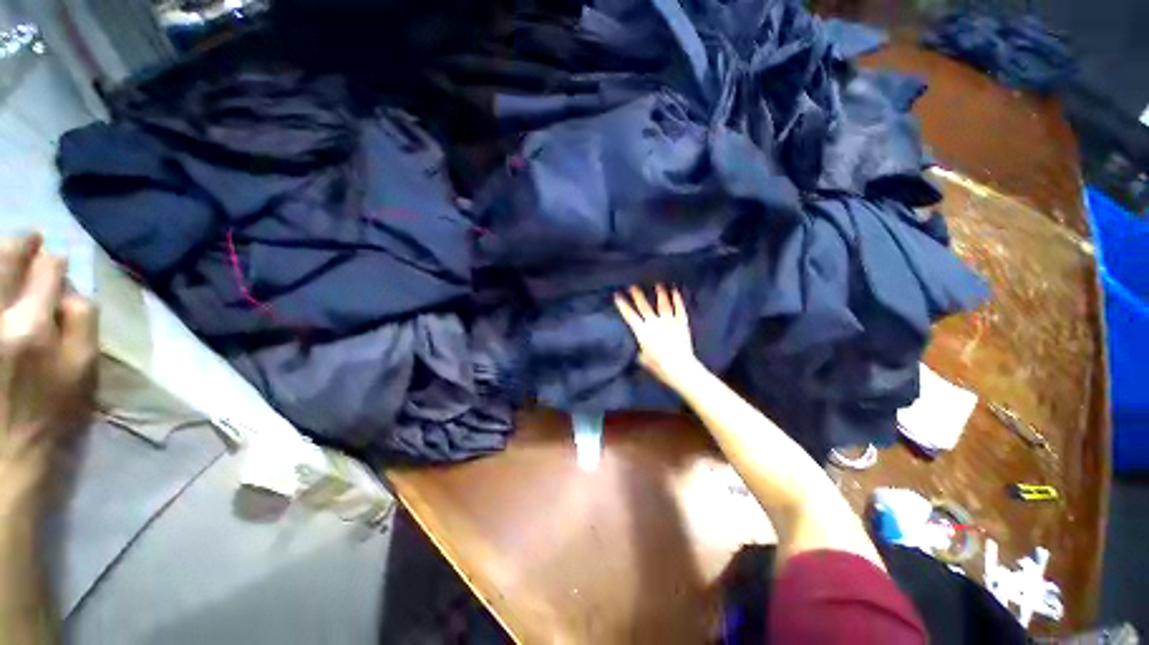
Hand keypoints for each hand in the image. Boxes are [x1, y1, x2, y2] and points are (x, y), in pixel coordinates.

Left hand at [0, 234, 96, 492]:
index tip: (56, 258)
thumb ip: (82, 326)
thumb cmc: (51, 415)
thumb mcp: (83, 374)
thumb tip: (71, 293)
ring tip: (8, 254)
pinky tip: (1, 288)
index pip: (46, 274)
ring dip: (0, 261)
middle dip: (20, 246)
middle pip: (5, 264)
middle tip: (30, 238)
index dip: (53, 262)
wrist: (5, 457)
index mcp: (32, 327)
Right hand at [614, 285, 701, 390]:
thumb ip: (639, 349)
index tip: (617, 295)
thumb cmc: (659, 366)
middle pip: (644, 306)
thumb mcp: (642, 359)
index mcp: (642, 332)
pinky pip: (680, 309)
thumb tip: (638, 345)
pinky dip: (677, 300)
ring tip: (658, 285)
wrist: (680, 368)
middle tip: (633, 286)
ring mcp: (669, 322)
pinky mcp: (682, 324)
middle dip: (637, 295)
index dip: (623, 305)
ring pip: (663, 304)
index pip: (629, 315)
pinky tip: (676, 292)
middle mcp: (655, 323)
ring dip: (660, 294)